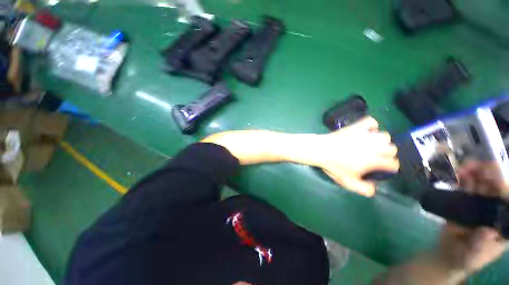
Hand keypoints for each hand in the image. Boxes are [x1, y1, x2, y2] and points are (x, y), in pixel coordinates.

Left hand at [316, 117, 398, 196]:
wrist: (321, 150)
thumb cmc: (333, 166)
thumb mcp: (347, 182)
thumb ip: (363, 189)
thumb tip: (373, 189)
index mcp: (374, 160)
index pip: (393, 164)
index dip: (390, 167)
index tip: (382, 168)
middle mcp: (374, 146)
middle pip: (392, 149)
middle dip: (387, 154)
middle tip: (375, 156)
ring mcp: (366, 135)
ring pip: (384, 136)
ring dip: (381, 141)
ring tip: (371, 144)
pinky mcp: (356, 126)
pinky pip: (370, 121)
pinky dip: (371, 125)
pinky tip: (366, 131)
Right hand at [438, 161, 507, 273]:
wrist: (449, 255)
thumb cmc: (465, 258)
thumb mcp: (472, 256)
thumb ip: (479, 245)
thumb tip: (487, 231)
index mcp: (504, 223)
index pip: (508, 201)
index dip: (502, 186)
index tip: (491, 176)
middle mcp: (496, 210)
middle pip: (496, 187)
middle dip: (487, 173)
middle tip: (470, 167)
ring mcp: (481, 205)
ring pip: (482, 183)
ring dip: (474, 173)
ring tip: (461, 170)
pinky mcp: (467, 202)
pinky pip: (468, 186)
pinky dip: (463, 178)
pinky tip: (457, 176)